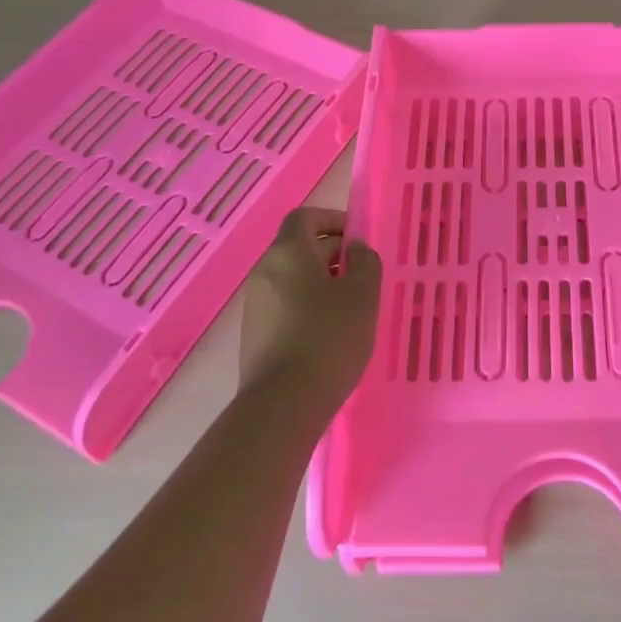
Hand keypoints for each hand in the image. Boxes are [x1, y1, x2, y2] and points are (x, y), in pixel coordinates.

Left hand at [238, 207, 381, 410]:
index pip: (306, 217)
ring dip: (322, 282)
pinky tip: (331, 333)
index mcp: (288, 252)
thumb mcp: (363, 295)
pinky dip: (308, 307)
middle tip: (363, 275)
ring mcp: (256, 305)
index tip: (358, 239)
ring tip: (352, 307)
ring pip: (293, 278)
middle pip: (299, 247)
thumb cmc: (328, 338)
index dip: (333, 220)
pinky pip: (286, 305)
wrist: (283, 404)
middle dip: (333, 253)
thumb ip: (365, 262)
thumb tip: (356, 249)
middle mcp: (265, 272)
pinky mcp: (255, 335)